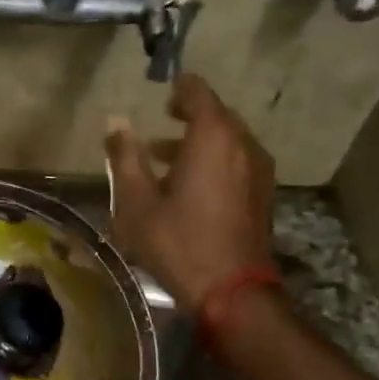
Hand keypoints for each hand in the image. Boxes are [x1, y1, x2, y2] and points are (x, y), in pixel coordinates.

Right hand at [104, 73, 276, 311]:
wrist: (231, 291)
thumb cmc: (177, 242)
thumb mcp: (137, 202)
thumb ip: (125, 157)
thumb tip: (116, 121)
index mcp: (213, 138)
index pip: (199, 93)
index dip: (180, 88)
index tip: (163, 91)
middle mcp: (242, 145)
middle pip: (218, 116)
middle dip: (189, 116)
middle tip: (161, 123)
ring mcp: (258, 171)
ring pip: (229, 141)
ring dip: (200, 142)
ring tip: (164, 159)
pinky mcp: (262, 195)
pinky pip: (237, 162)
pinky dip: (215, 162)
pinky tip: (190, 185)